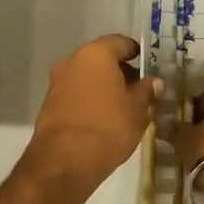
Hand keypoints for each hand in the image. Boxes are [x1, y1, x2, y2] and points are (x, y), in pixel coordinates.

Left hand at [19, 35, 160, 202]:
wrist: (65, 161)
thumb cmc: (108, 127)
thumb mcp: (138, 110)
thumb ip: (146, 91)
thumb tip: (154, 81)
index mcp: (95, 54)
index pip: (120, 42)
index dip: (136, 52)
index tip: (148, 66)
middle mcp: (72, 61)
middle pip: (100, 59)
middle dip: (119, 71)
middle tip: (138, 89)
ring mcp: (57, 82)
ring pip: (86, 77)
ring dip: (103, 86)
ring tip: (122, 106)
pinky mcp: (49, 104)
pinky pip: (75, 94)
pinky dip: (89, 99)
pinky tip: (103, 118)